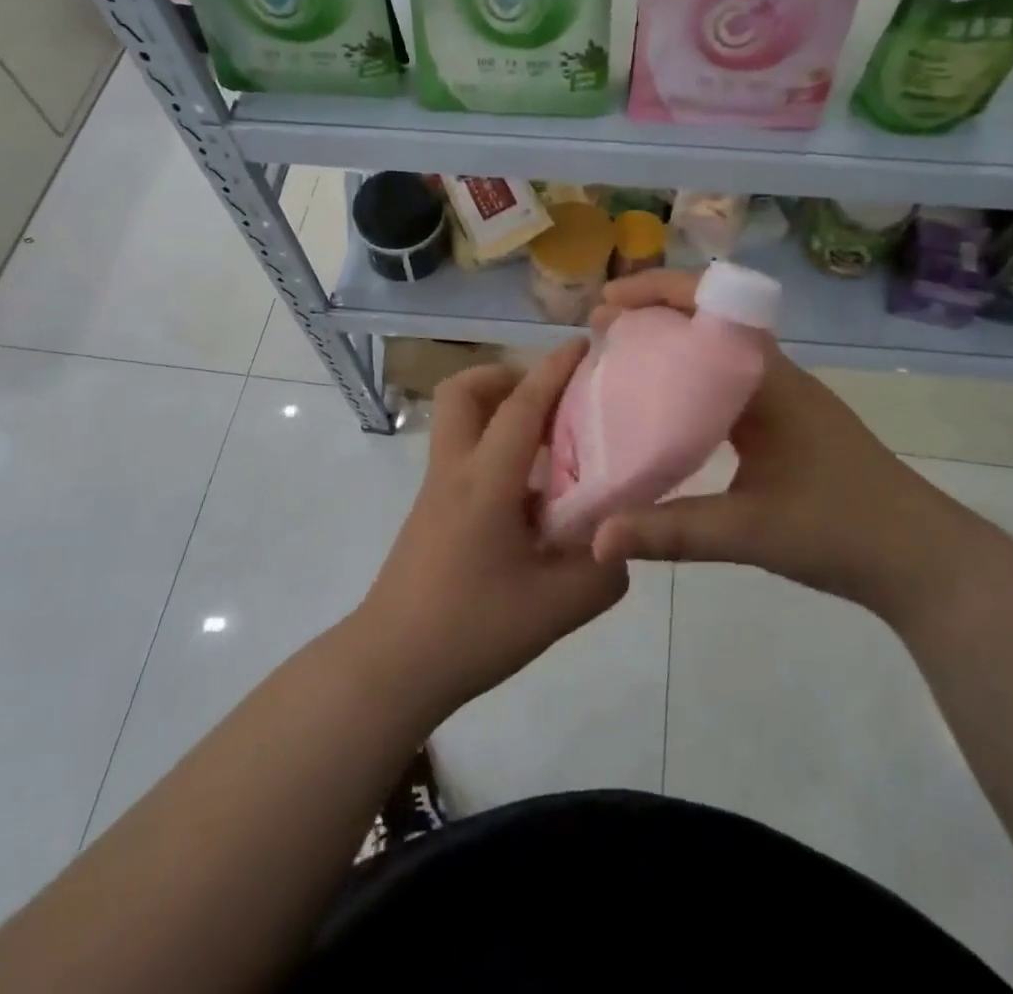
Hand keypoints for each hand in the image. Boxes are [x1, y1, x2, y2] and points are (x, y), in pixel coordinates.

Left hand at [355, 339, 628, 720]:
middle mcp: (455, 471)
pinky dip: (496, 452)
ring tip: (550, 448)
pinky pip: (464, 457)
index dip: (554, 369)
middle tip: (551, 403)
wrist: (391, 667)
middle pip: (464, 392)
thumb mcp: (555, 608)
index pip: (522, 405)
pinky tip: (531, 499)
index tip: (583, 344)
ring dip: (500, 414)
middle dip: (507, 377)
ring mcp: (436, 491)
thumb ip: (602, 571)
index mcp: (486, 481)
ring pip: (459, 422)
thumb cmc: (471, 629)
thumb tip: (621, 545)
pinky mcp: (431, 513)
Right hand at [586, 270, 964, 615]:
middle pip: (708, 319)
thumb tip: (596, 538)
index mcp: (769, 381)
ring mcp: (783, 397)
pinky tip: (661, 409)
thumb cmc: (842, 531)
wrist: (921, 559)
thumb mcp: (750, 533)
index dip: (658, 293)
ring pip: (716, 351)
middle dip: (652, 314)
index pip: (711, 307)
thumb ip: (671, 533)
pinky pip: (725, 381)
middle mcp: (775, 375)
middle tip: (598, 331)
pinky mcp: (784, 421)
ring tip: (618, 361)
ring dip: (670, 345)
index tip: (607, 304)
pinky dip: (687, 379)